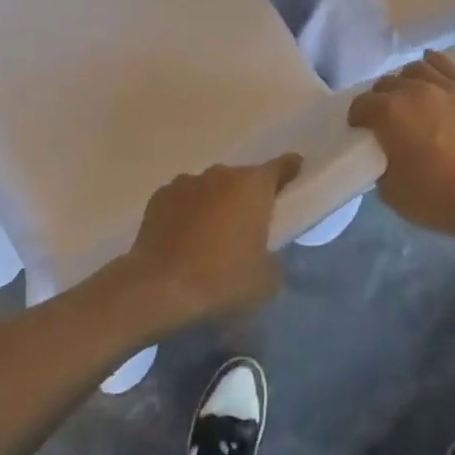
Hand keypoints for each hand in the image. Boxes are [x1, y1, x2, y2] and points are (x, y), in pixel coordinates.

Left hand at [123, 154, 301, 327]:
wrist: (159, 288)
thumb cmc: (221, 281)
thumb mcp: (266, 282)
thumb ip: (274, 258)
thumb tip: (267, 252)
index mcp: (253, 186)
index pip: (281, 166)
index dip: (290, 170)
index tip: (295, 174)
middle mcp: (221, 174)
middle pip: (243, 179)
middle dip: (247, 198)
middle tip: (248, 226)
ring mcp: (187, 181)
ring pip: (211, 188)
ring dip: (216, 204)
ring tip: (211, 237)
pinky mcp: (160, 196)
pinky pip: (183, 200)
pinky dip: (187, 213)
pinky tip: (183, 239)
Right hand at [349, 51, 454, 242]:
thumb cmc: (440, 198)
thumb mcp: (392, 192)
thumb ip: (380, 165)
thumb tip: (384, 154)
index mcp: (390, 112)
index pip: (361, 104)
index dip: (357, 117)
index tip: (360, 130)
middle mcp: (414, 90)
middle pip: (386, 84)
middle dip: (379, 99)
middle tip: (384, 119)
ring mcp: (446, 87)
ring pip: (415, 69)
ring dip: (404, 81)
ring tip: (408, 96)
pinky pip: (447, 65)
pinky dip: (433, 63)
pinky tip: (430, 67)